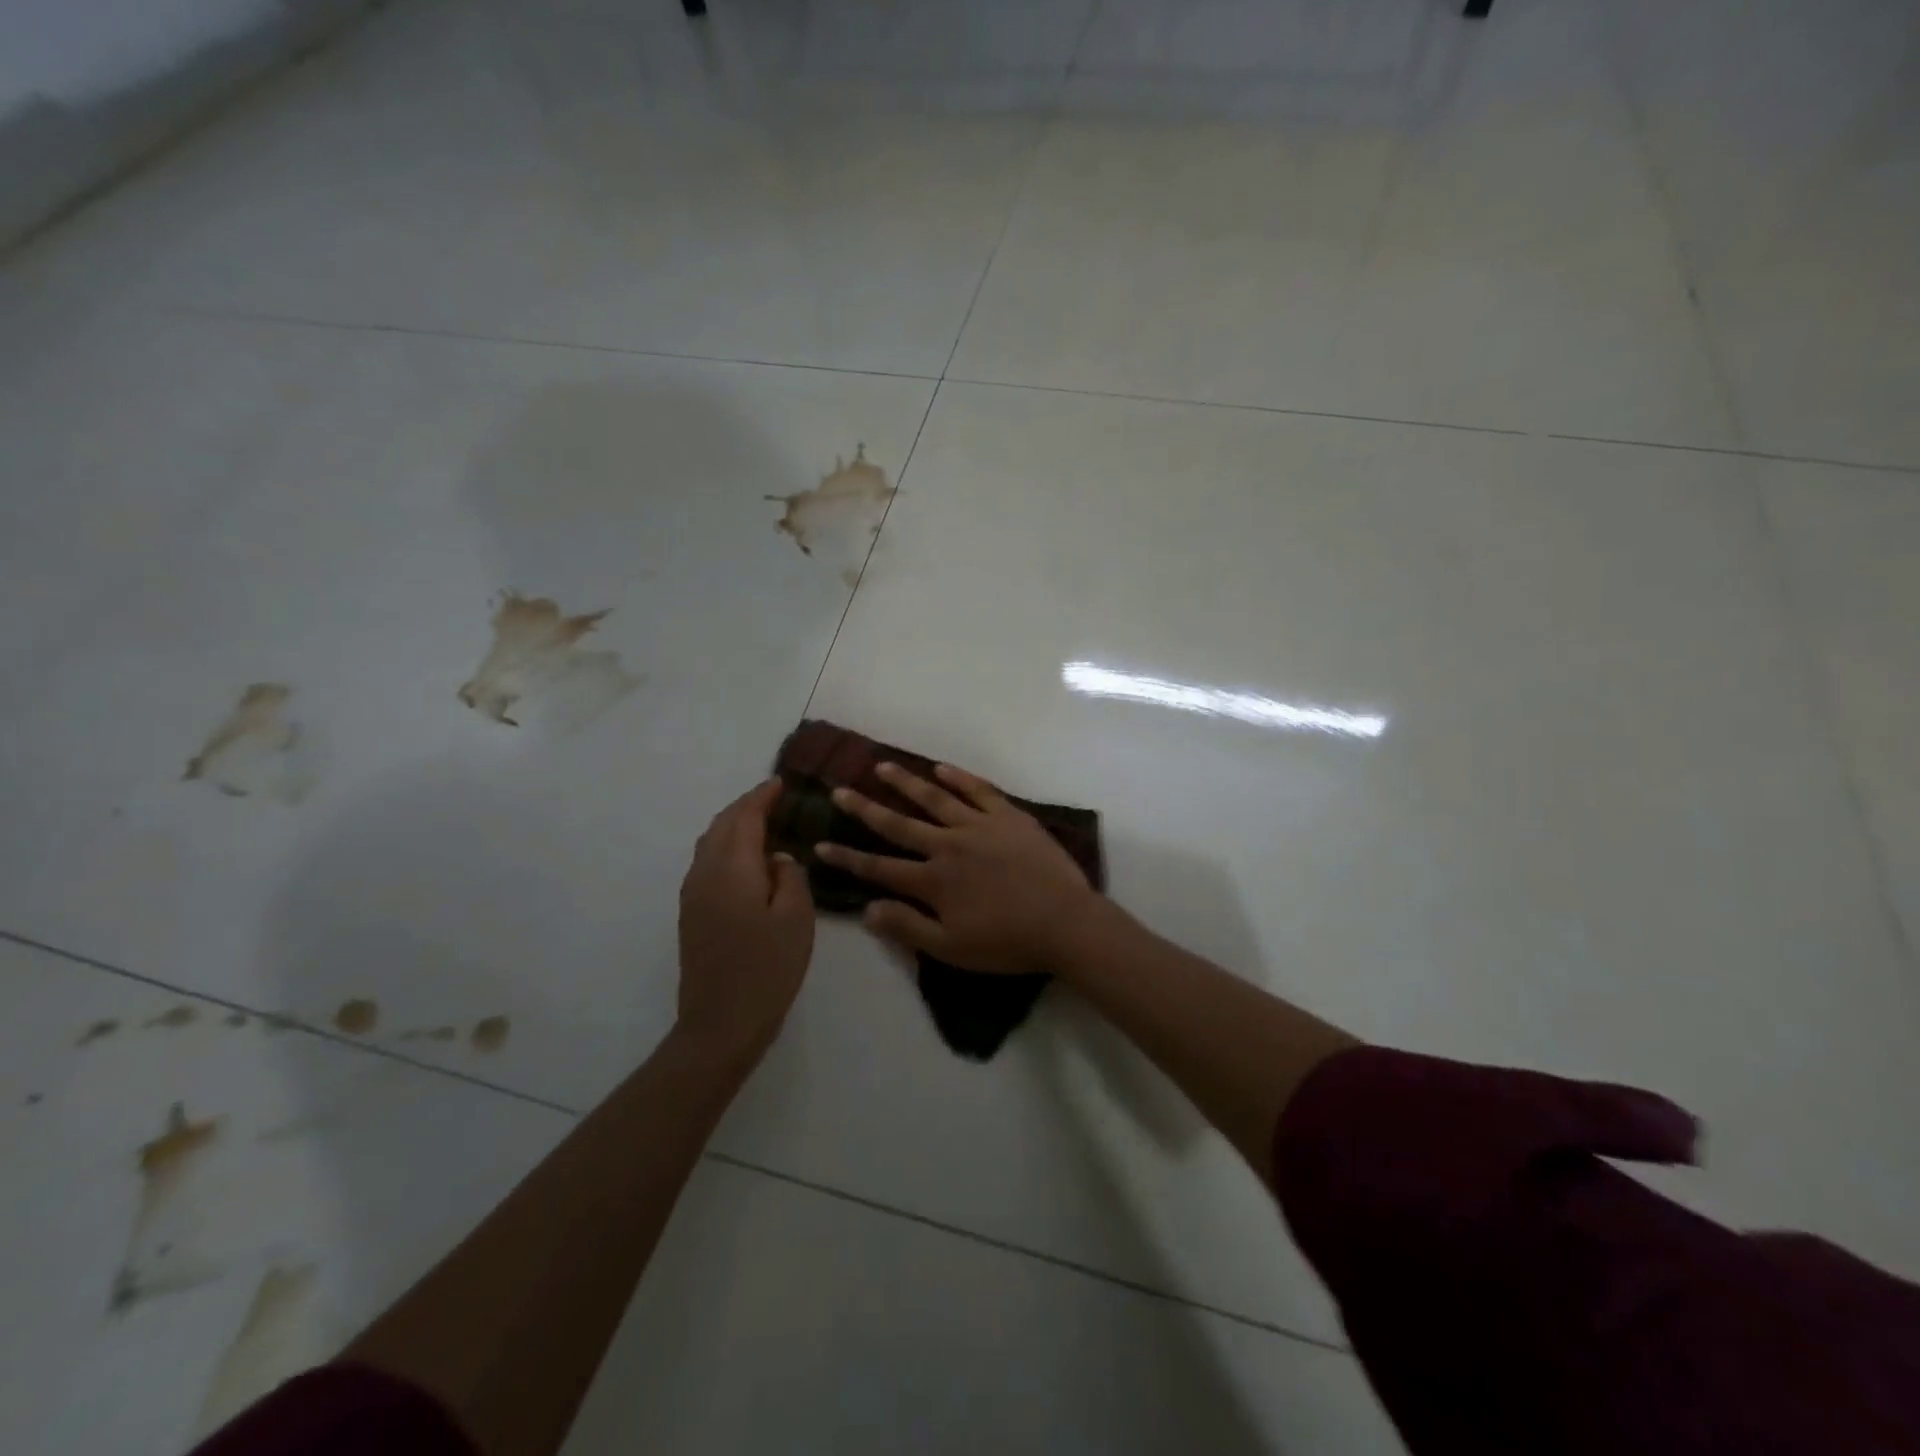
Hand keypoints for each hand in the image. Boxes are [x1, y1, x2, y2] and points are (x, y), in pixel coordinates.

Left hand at [677, 779, 815, 1064]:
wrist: (720, 1023)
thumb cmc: (767, 968)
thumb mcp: (797, 918)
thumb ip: (791, 876)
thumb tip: (777, 858)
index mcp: (733, 868)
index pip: (745, 817)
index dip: (762, 796)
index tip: (781, 783)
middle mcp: (705, 872)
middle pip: (722, 824)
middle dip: (746, 806)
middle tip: (773, 798)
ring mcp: (693, 894)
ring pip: (710, 842)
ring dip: (733, 825)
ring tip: (760, 822)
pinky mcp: (691, 913)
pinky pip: (706, 862)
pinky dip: (725, 846)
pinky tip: (744, 859)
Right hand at [814, 762, 1099, 973]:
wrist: (1064, 922)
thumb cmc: (1007, 942)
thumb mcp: (951, 948)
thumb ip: (907, 927)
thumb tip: (866, 909)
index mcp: (933, 880)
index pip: (880, 868)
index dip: (848, 858)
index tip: (820, 845)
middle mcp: (948, 845)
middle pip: (899, 824)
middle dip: (865, 809)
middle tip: (839, 791)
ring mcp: (979, 826)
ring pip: (934, 799)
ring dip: (905, 782)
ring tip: (881, 766)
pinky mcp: (1008, 816)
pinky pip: (978, 791)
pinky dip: (957, 778)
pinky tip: (939, 768)